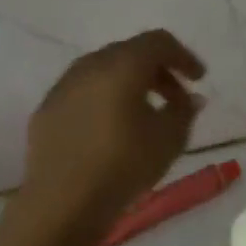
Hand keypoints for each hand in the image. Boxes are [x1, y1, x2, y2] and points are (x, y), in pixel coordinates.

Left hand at [14, 30, 205, 237]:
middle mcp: (89, 66)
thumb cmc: (123, 166)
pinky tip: (111, 128)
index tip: (199, 79)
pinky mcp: (46, 110)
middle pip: (130, 53)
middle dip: (157, 70)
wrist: (61, 203)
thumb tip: (191, 99)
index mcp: (122, 66)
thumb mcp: (169, 140)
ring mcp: (63, 87)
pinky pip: (83, 92)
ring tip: (144, 113)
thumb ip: (185, 112)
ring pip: (103, 71)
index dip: (183, 56)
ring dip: (129, 84)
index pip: (158, 42)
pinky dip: (104, 99)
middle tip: (176, 98)